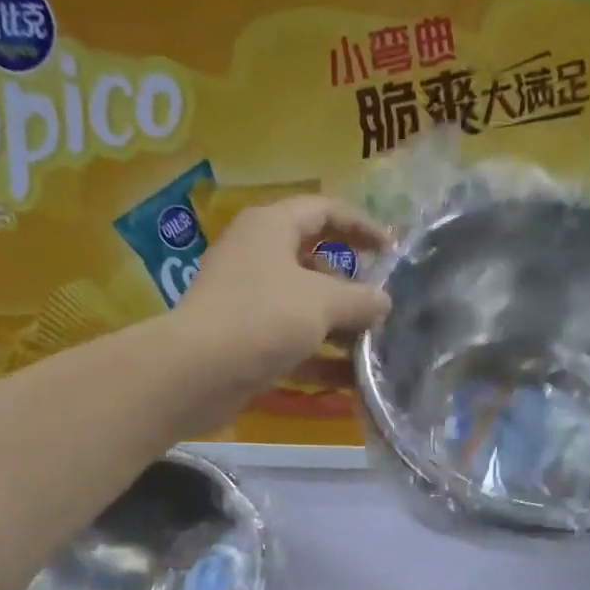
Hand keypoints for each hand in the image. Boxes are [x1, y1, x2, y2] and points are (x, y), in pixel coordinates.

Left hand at [176, 195, 391, 388]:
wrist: (197, 373)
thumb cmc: (262, 319)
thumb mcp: (322, 302)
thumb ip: (360, 299)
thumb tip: (383, 302)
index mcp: (270, 228)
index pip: (323, 210)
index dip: (361, 225)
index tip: (392, 250)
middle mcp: (256, 257)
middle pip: (314, 261)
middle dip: (351, 285)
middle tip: (381, 305)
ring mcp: (248, 301)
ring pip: (303, 306)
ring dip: (338, 326)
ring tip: (372, 345)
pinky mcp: (244, 340)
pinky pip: (290, 342)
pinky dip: (318, 357)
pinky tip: (349, 380)